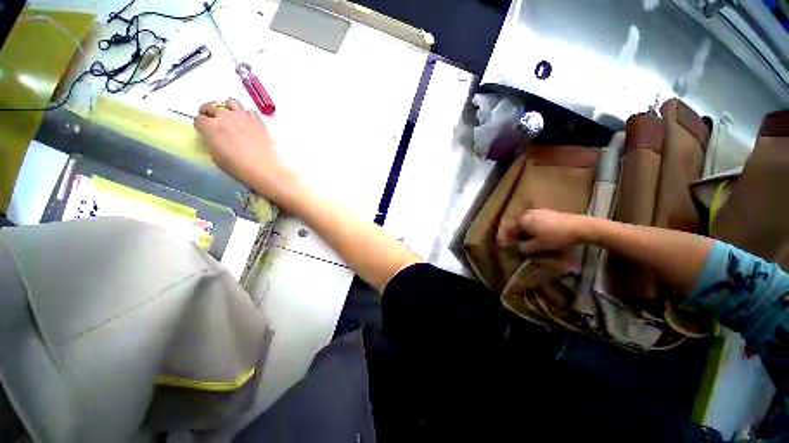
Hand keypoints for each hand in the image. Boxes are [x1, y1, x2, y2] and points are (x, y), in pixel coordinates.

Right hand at [194, 98, 295, 200]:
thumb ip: (211, 141)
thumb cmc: (236, 166)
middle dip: (210, 112)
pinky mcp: (258, 121)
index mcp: (210, 126)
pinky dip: (246, 115)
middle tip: (214, 120)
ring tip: (231, 117)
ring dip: (228, 108)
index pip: (199, 119)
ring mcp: (243, 116)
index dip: (201, 125)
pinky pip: (250, 111)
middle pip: (213, 106)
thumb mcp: (215, 156)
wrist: (263, 169)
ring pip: (231, 102)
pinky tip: (247, 123)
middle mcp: (225, 116)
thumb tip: (213, 137)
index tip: (204, 130)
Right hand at [497, 209, 586, 253]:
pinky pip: (533, 220)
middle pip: (516, 225)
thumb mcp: (538, 246)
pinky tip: (536, 233)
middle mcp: (527, 214)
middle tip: (514, 243)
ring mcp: (537, 211)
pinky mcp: (546, 212)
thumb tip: (516, 248)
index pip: (509, 230)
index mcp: (522, 221)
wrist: (579, 227)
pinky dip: (530, 227)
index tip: (504, 246)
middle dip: (514, 234)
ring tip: (525, 239)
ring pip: (524, 222)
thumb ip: (524, 247)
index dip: (506, 239)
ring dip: (522, 230)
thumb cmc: (556, 237)